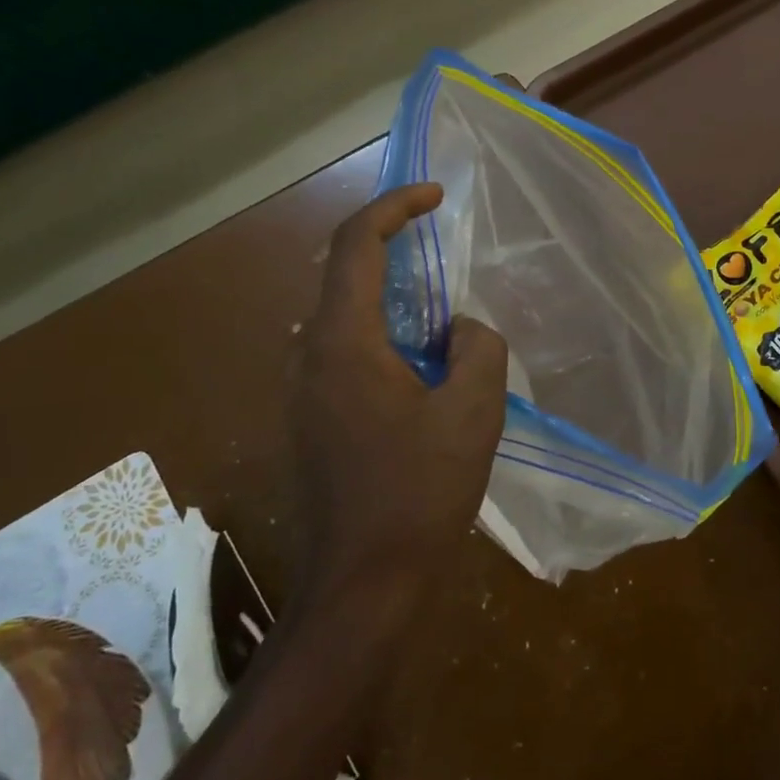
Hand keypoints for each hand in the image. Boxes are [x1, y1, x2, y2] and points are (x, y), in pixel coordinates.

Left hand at [290, 184, 508, 606]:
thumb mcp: (473, 412)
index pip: (355, 244)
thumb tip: (459, 329)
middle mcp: (308, 355)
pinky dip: (382, 339)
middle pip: (343, 275)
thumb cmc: (419, 493)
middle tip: (444, 254)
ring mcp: (301, 391)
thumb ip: (477, 347)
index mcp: (342, 341)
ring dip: (391, 301)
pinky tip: (422, 370)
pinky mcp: (309, 420)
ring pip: (344, 318)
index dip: (394, 206)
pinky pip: (344, 354)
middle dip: (393, 252)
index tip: (435, 195)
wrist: (363, 584)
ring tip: (442, 318)